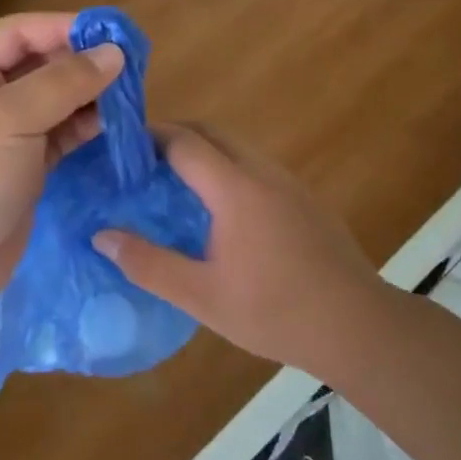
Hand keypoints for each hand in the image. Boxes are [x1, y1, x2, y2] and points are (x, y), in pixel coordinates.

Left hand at [0, 12, 124, 321]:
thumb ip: (64, 83)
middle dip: (80, 63)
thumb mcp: (11, 120)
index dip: (63, 27)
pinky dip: (83, 127)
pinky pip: (58, 135)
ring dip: (88, 96)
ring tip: (129, 94)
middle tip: (130, 66)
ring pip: (52, 101)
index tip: (112, 32)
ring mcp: (3, 134)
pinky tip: (113, 124)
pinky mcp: (22, 167)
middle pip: (38, 65)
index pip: (19, 33)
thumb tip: (113, 53)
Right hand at [93, 124, 391, 375]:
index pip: (184, 142)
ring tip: (173, 181)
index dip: (149, 138)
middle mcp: (263, 172)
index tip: (121, 149)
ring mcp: (289, 183)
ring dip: (202, 150)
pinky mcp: (306, 198)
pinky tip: (220, 208)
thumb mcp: (201, 296)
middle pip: (211, 132)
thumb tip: (101, 236)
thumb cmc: (275, 311)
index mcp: (235, 189)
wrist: (359, 327)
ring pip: (237, 146)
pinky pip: (256, 166)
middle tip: (140, 161)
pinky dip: (227, 167)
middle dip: (173, 135)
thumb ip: (148, 264)